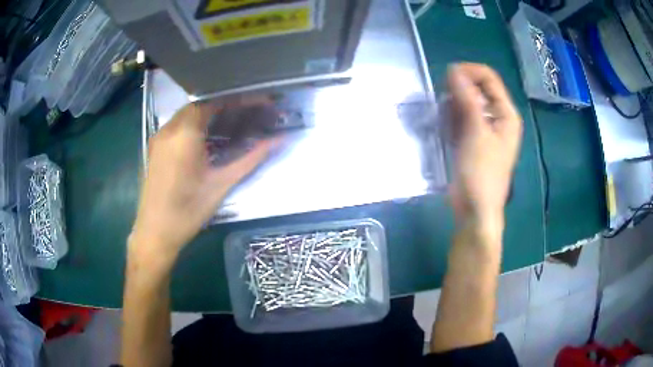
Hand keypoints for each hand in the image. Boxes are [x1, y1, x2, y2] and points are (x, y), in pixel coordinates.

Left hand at [130, 101, 277, 261]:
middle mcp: (169, 129)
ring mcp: (159, 137)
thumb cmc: (188, 211)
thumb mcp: (222, 184)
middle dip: (225, 105)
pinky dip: (195, 124)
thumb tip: (280, 141)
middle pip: (200, 105)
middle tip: (248, 113)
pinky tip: (207, 138)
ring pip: (187, 114)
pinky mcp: (155, 147)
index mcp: (185, 134)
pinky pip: (177, 125)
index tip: (259, 102)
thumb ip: (251, 159)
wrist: (155, 232)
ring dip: (209, 114)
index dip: (239, 100)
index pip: (214, 103)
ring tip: (232, 123)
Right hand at [447, 63, 521, 230]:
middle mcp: (497, 117)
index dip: (469, 72)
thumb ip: (467, 98)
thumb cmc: (481, 173)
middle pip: (477, 89)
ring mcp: (484, 129)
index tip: (446, 76)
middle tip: (444, 104)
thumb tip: (453, 69)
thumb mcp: (476, 132)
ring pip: (467, 103)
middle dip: (459, 91)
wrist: (475, 209)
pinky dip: (451, 120)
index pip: (489, 78)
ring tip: (446, 123)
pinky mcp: (472, 139)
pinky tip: (447, 132)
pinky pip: (461, 118)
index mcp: (506, 114)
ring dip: (453, 106)